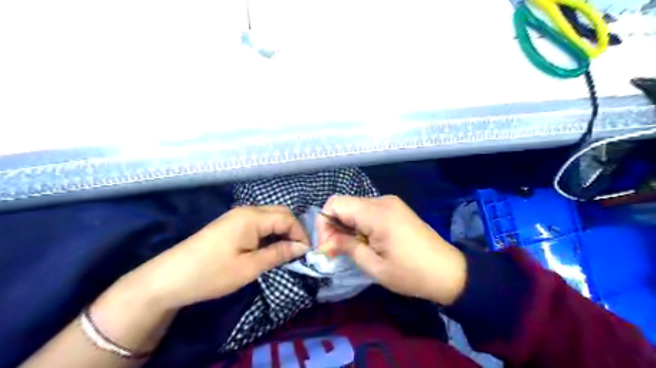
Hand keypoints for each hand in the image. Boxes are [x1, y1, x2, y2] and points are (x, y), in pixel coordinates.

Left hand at [129, 206, 312, 308]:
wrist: (168, 278)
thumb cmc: (211, 273)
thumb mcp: (249, 267)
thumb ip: (278, 253)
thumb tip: (302, 248)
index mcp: (252, 217)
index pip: (287, 218)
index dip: (301, 234)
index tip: (307, 253)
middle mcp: (247, 210)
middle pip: (280, 213)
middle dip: (293, 230)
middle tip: (299, 251)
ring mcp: (237, 216)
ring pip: (270, 217)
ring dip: (282, 231)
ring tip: (287, 251)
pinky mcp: (231, 224)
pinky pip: (259, 223)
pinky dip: (269, 233)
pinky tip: (270, 246)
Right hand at [318, 195, 465, 304]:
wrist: (449, 271)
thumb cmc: (411, 273)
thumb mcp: (374, 266)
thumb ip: (346, 248)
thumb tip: (325, 243)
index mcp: (376, 213)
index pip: (335, 203)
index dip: (324, 224)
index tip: (327, 247)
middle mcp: (382, 201)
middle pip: (344, 204)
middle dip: (334, 226)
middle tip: (336, 251)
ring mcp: (390, 203)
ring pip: (355, 207)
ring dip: (347, 226)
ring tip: (351, 248)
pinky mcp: (396, 208)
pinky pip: (368, 211)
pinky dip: (360, 224)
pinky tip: (366, 241)